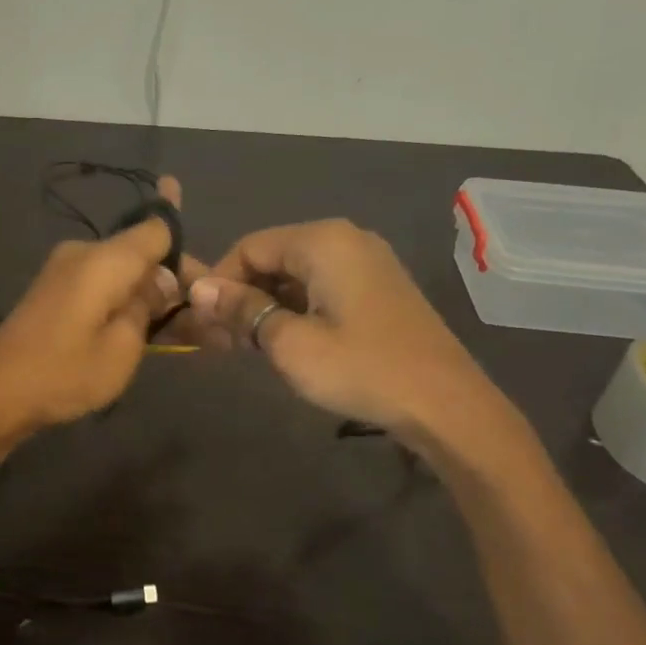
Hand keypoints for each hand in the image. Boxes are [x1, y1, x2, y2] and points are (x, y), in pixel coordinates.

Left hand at [0, 179, 184, 439]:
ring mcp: (65, 269)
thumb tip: (163, 280)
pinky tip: (147, 326)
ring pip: (124, 271)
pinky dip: (127, 301)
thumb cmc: (63, 374)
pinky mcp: (55, 289)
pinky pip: (103, 284)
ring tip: (186, 330)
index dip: (186, 244)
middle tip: (205, 319)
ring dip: (152, 294)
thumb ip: (148, 306)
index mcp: (104, 259)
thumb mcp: (122, 348)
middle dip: (174, 280)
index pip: (157, 228)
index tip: (210, 276)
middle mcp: (84, 252)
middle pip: (142, 251)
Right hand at [187, 219, 533, 467]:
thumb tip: (198, 288)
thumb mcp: (290, 343)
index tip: (202, 322)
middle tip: (220, 340)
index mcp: (322, 241)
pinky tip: (284, 342)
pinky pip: (321, 287)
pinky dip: (295, 309)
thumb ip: (242, 309)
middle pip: (272, 257)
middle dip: (241, 295)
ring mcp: (367, 263)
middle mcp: (345, 239)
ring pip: (296, 274)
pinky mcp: (378, 289)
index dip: (219, 282)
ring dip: (266, 306)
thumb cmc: (362, 369)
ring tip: (246, 347)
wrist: (447, 405)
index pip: (249, 247)